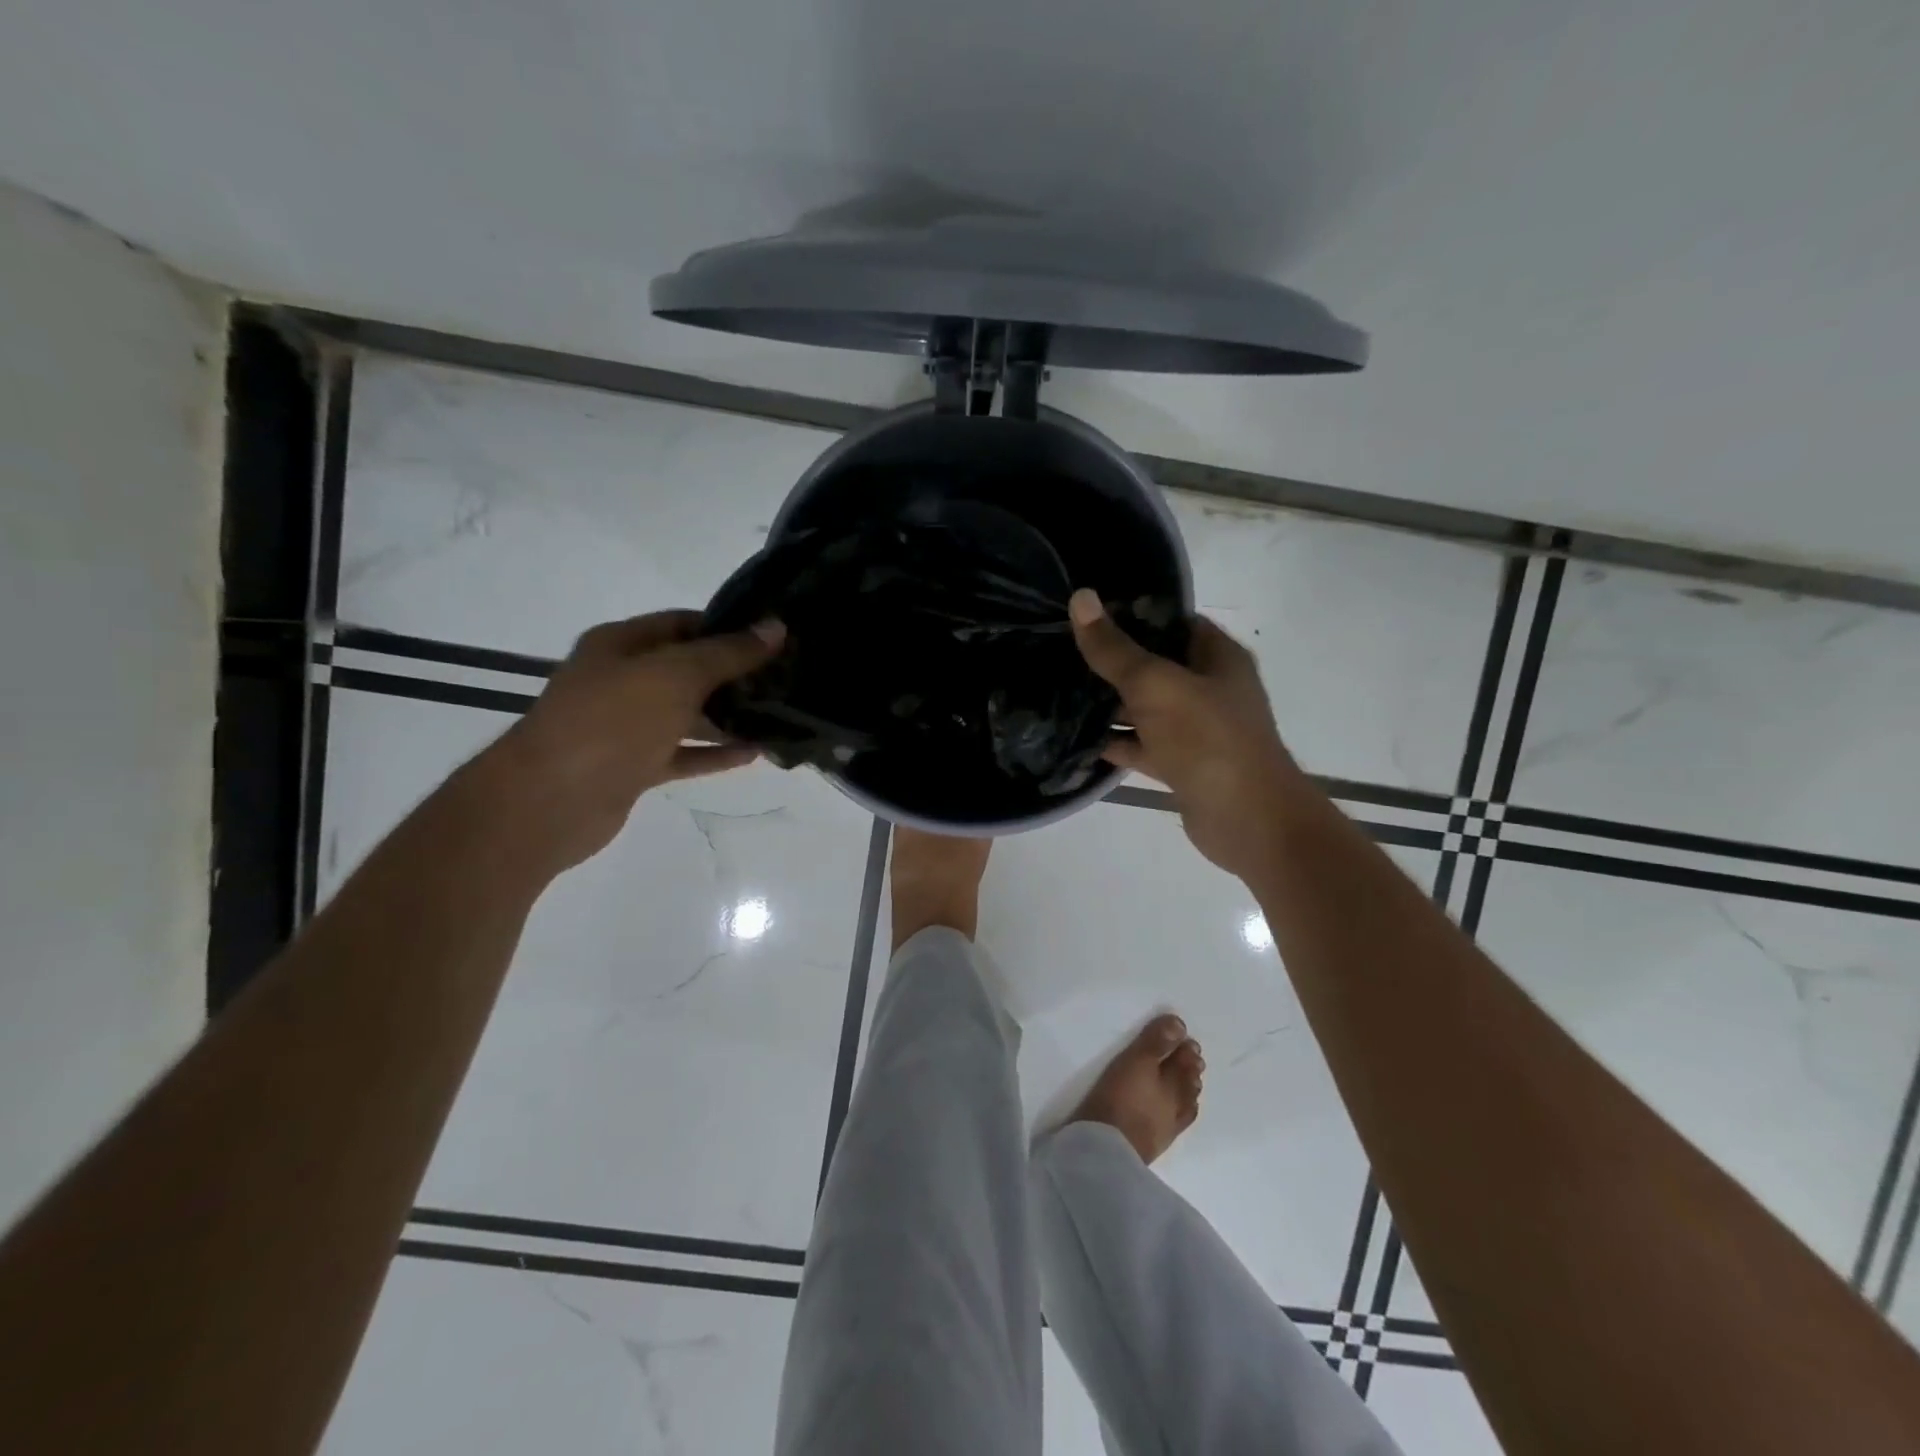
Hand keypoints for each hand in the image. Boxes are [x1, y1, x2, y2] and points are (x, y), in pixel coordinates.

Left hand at [481, 610, 784, 871]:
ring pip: (687, 715)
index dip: (728, 627)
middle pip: (687, 669)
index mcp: (621, 645)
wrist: (551, 800)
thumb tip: (775, 628)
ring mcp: (626, 726)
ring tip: (780, 716)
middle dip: (734, 674)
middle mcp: (622, 680)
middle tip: (786, 679)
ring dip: (729, 716)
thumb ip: (727, 653)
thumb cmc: (612, 721)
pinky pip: (683, 754)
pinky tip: (754, 753)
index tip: (774, 637)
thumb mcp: (675, 675)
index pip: (683, 623)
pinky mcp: (634, 767)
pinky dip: (715, 753)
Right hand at [1069, 589, 1305, 877]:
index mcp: (1217, 657)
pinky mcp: (1182, 765)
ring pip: (1146, 707)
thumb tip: (1080, 598)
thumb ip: (1114, 648)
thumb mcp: (1155, 685)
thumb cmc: (1207, 739)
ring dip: (1109, 703)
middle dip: (1113, 660)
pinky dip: (1116, 743)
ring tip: (1059, 688)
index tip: (1087, 612)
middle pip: (1156, 665)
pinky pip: (1143, 746)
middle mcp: (1210, 689)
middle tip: (1062, 649)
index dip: (1134, 613)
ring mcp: (1196, 729)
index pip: (1173, 621)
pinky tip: (1076, 738)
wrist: (1247, 820)